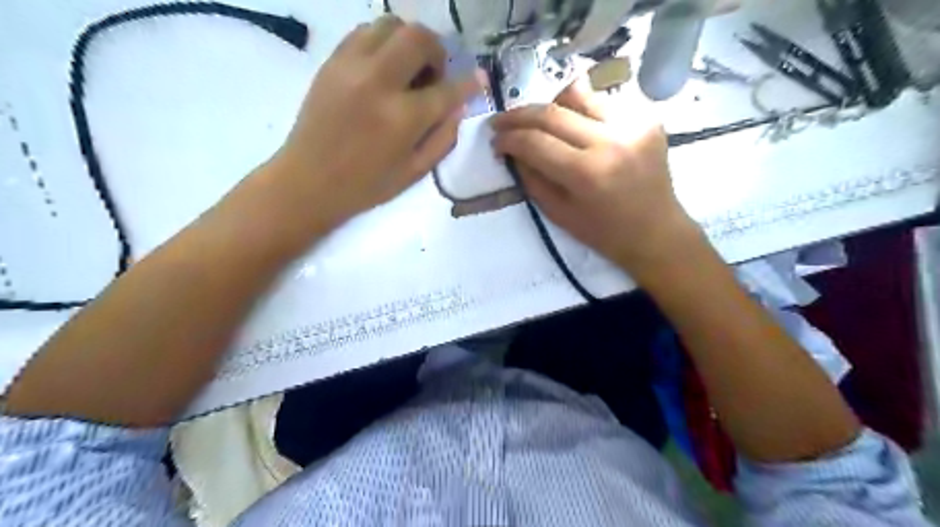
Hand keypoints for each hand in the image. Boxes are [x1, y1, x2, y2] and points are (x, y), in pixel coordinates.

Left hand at [268, 14, 479, 230]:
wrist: (309, 181)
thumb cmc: (367, 185)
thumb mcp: (415, 171)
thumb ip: (443, 137)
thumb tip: (458, 106)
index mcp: (403, 118)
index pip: (447, 89)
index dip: (469, 83)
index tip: (479, 78)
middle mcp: (379, 82)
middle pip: (418, 38)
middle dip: (437, 51)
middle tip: (434, 75)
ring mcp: (351, 67)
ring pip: (390, 25)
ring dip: (409, 41)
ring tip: (408, 69)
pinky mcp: (332, 62)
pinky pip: (364, 32)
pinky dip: (383, 42)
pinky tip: (384, 67)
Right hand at [493, 76, 695, 279]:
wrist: (656, 231)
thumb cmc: (604, 233)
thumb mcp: (558, 214)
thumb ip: (531, 178)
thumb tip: (512, 150)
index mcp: (586, 173)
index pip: (535, 142)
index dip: (508, 138)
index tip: (495, 140)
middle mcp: (610, 141)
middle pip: (552, 112)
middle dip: (519, 115)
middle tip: (501, 121)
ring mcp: (633, 124)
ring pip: (578, 94)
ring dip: (550, 106)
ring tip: (540, 121)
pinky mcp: (647, 117)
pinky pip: (603, 101)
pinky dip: (582, 111)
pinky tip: (577, 127)